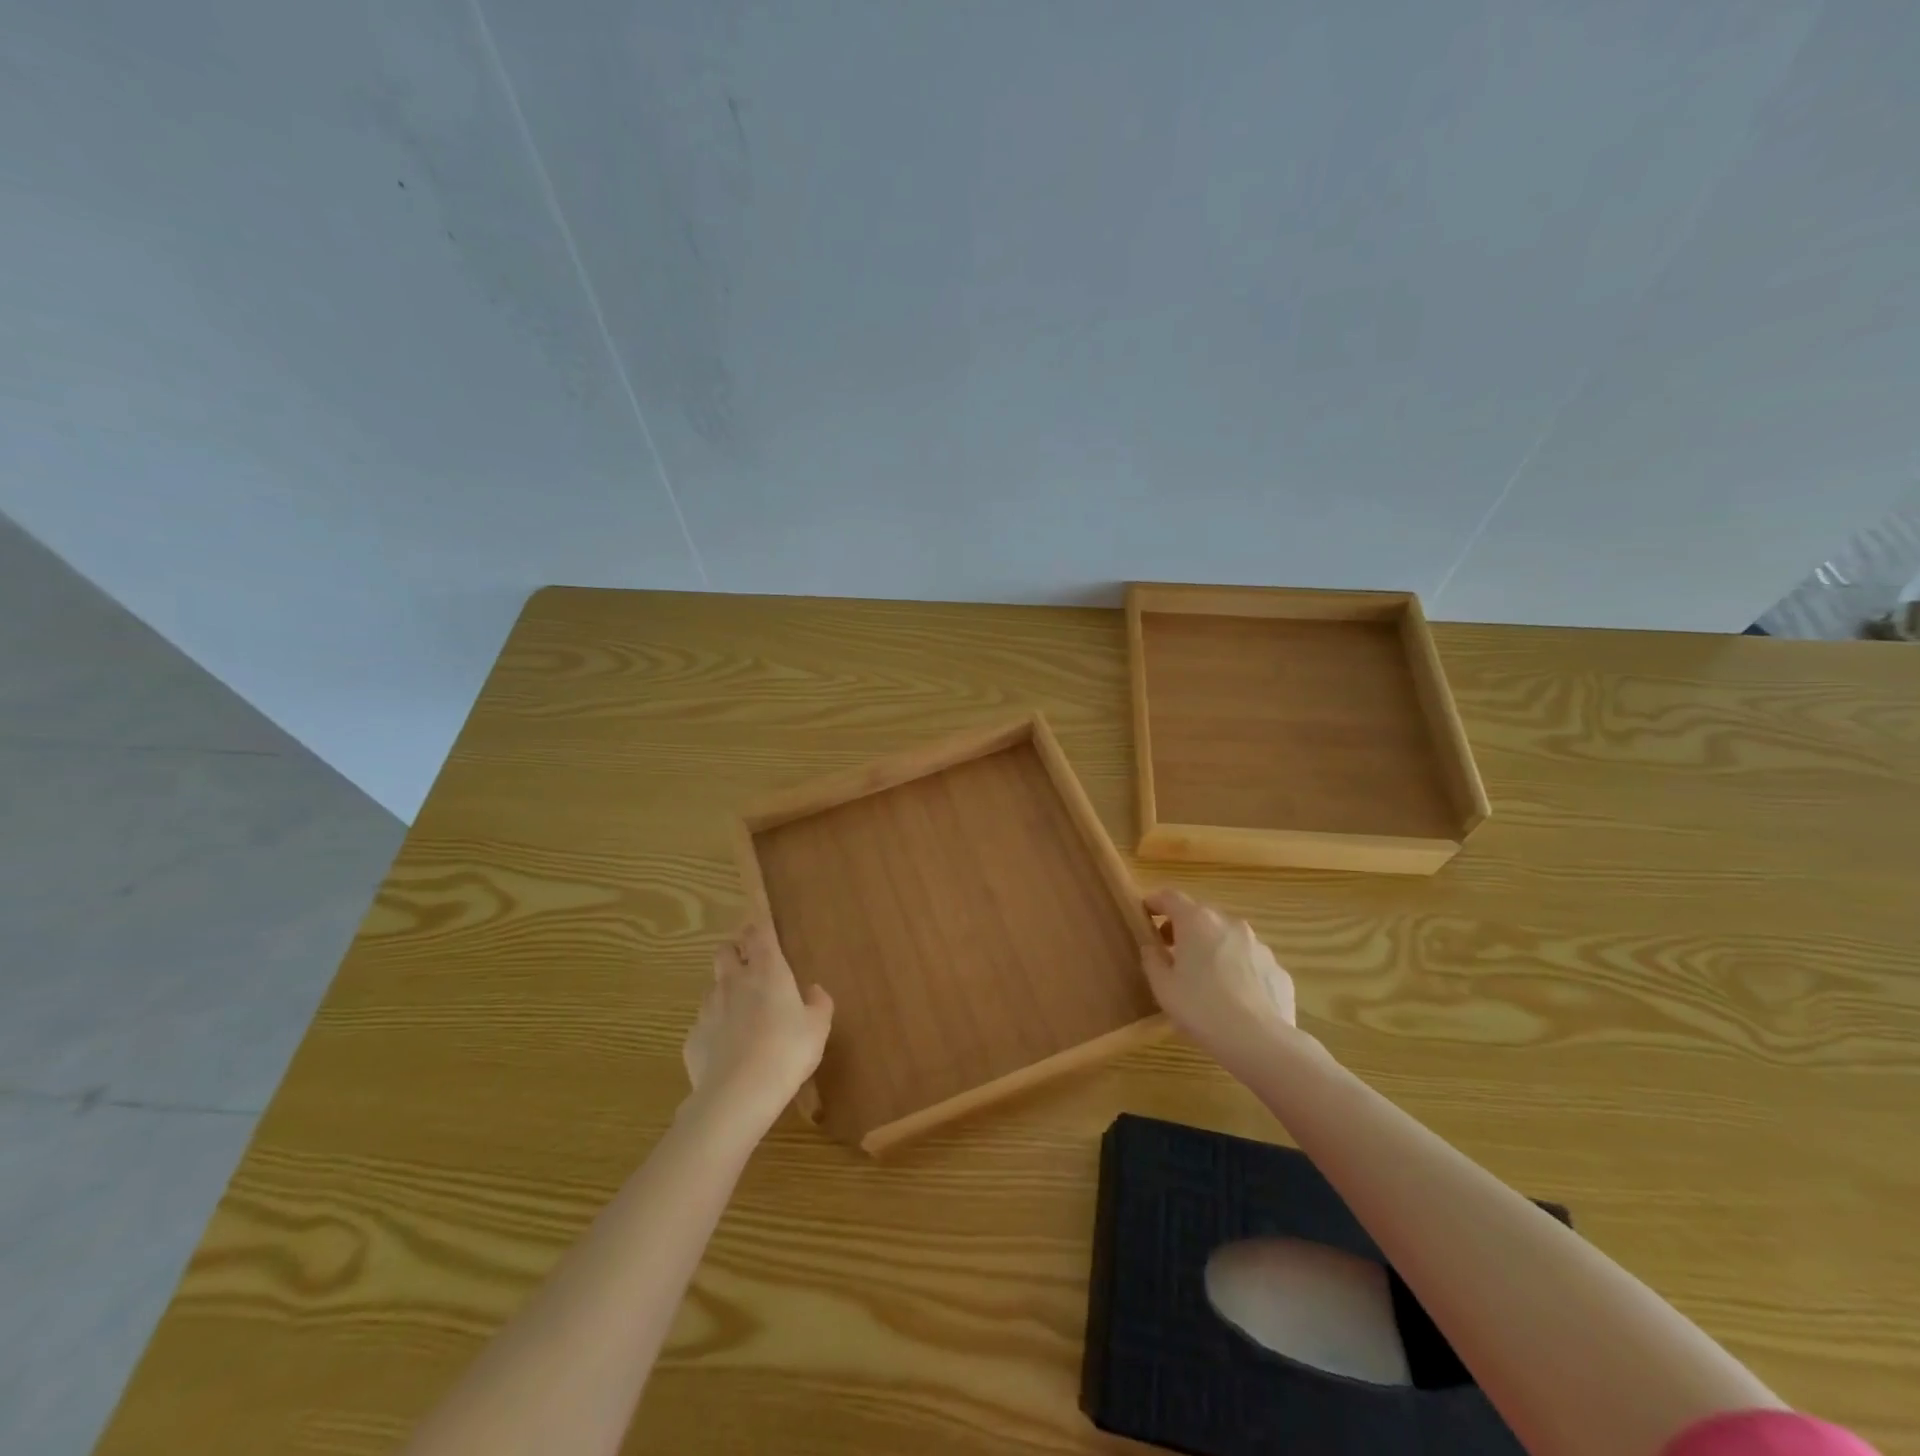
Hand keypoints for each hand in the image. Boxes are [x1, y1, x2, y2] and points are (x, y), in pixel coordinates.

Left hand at [682, 921, 832, 1129]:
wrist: (737, 1095)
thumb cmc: (787, 1051)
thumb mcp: (818, 1028)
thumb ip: (819, 1004)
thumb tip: (814, 990)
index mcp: (768, 971)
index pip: (759, 932)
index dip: (760, 923)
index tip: (761, 920)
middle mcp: (734, 981)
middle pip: (725, 950)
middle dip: (735, 951)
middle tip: (750, 965)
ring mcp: (708, 1008)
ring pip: (713, 987)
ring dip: (726, 991)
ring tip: (742, 1015)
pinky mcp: (692, 1037)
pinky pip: (704, 1024)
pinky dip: (715, 1029)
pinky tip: (728, 1050)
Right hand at [1142, 888, 1304, 1073]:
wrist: (1261, 1042)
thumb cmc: (1201, 1008)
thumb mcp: (1163, 987)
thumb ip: (1152, 959)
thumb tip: (1153, 947)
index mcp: (1197, 921)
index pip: (1170, 897)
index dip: (1154, 902)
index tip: (1145, 913)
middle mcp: (1230, 924)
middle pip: (1200, 915)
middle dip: (1183, 928)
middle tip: (1170, 951)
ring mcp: (1258, 945)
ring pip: (1227, 938)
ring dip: (1212, 948)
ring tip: (1204, 979)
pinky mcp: (1278, 969)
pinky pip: (1250, 962)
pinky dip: (1237, 970)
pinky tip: (1233, 998)